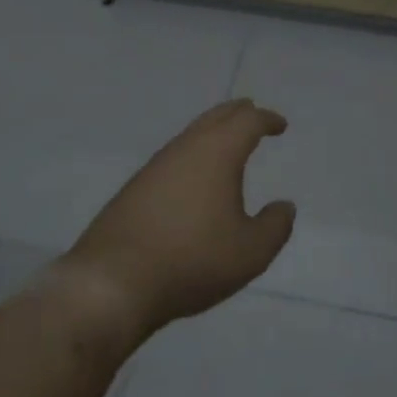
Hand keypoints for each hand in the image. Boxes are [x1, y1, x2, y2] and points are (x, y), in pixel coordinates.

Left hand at [58, 99, 295, 341]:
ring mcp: (155, 167)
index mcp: (217, 153)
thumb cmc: (192, 261)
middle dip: (238, 113)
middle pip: (215, 117)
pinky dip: (192, 155)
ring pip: (190, 135)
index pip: (247, 122)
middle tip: (253, 114)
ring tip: (227, 144)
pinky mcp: (134, 189)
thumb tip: (284, 206)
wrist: (112, 283)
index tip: (279, 125)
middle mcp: (185, 149)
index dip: (267, 120)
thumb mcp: (251, 252)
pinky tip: (193, 178)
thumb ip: (275, 226)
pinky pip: (173, 158)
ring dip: (212, 133)